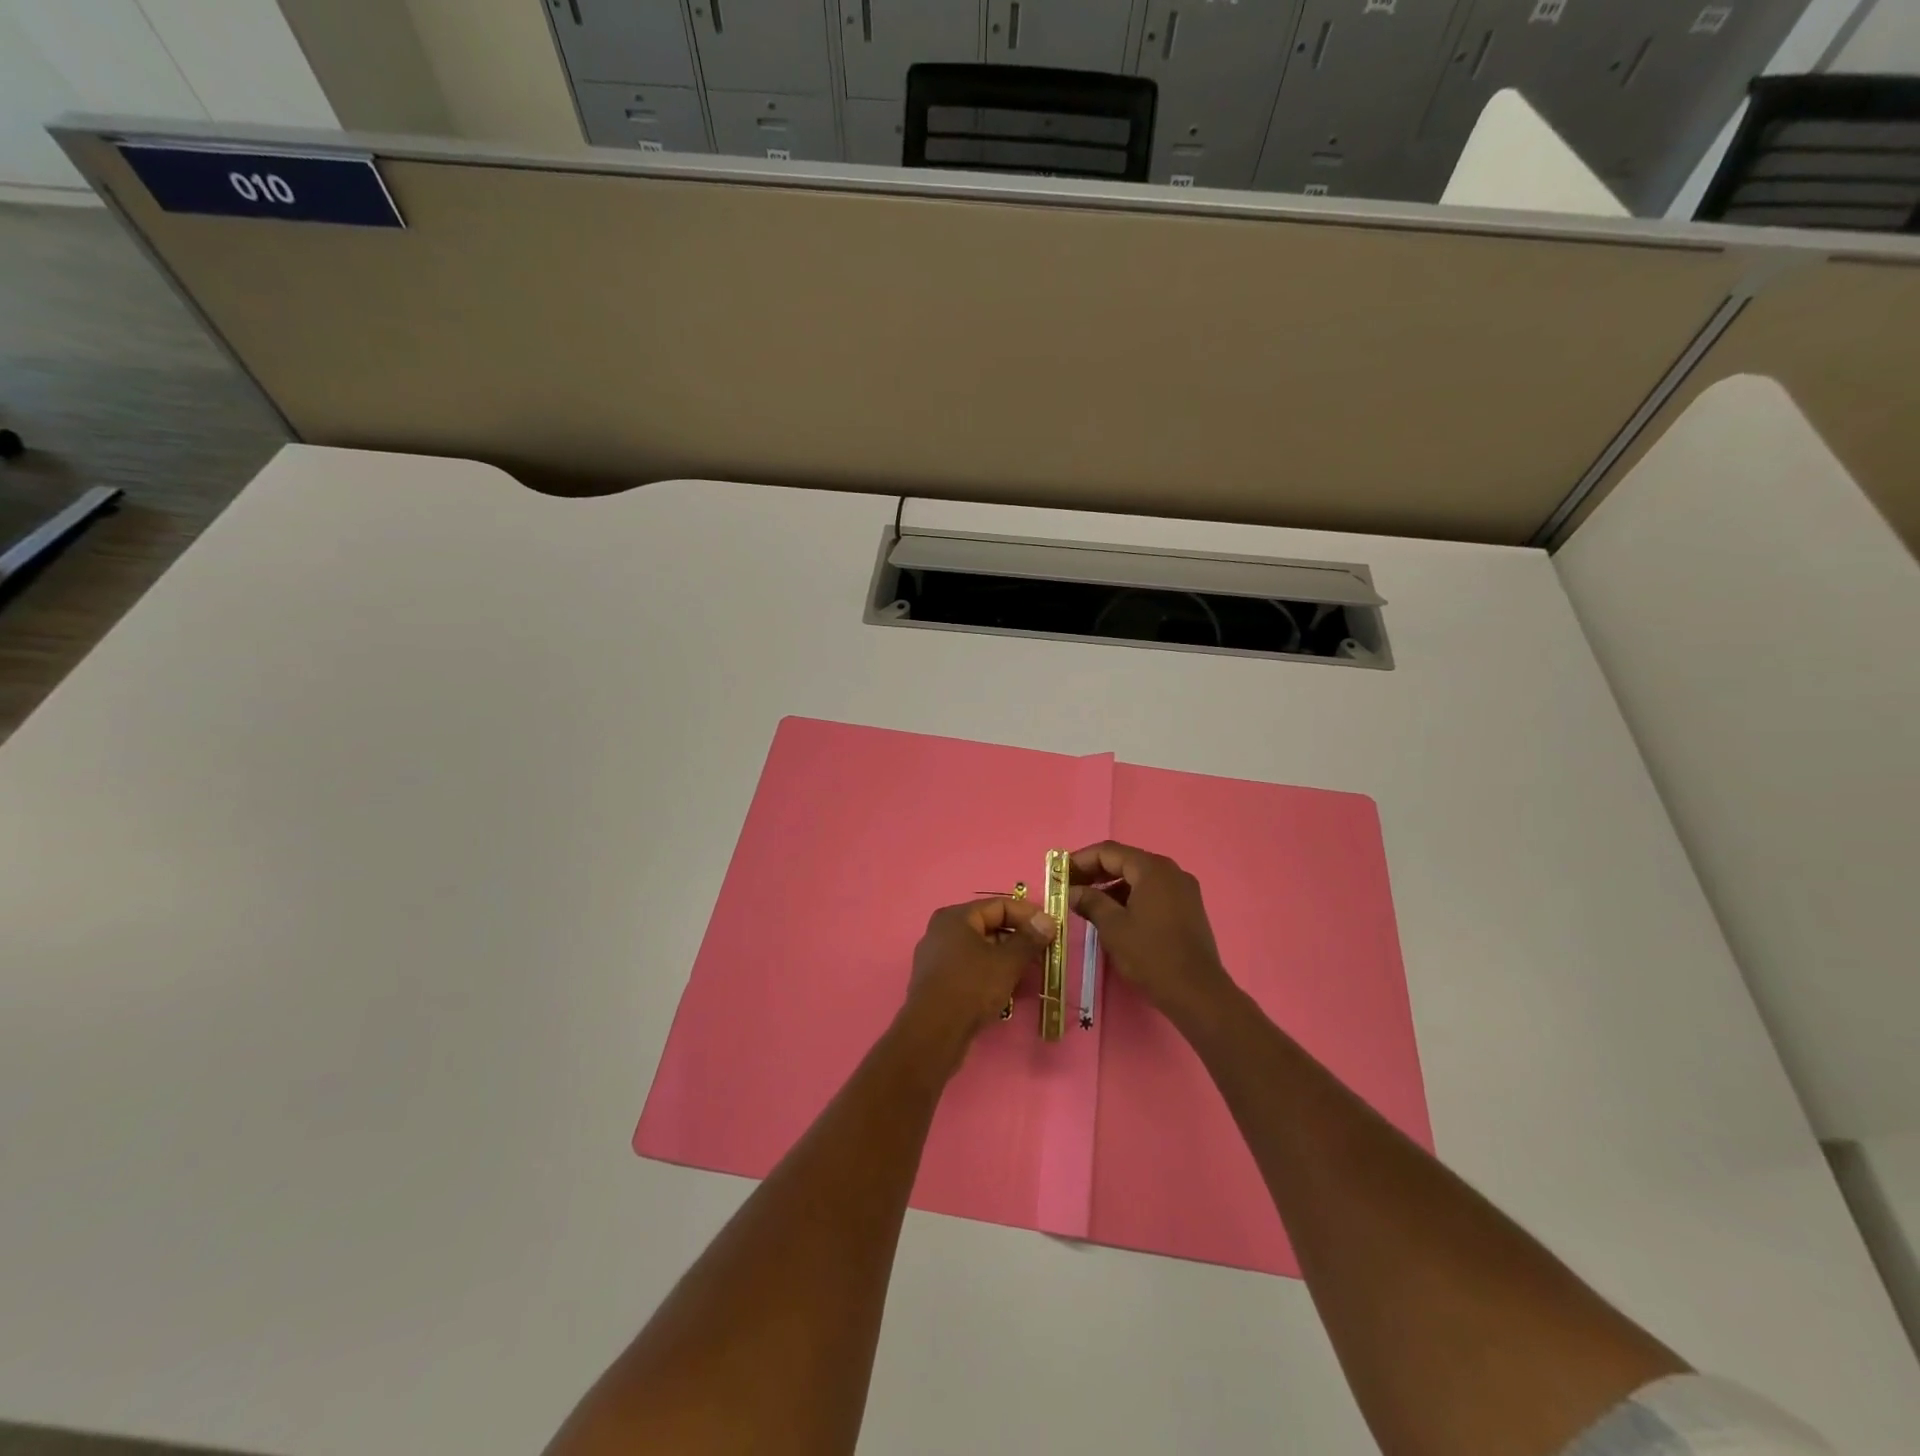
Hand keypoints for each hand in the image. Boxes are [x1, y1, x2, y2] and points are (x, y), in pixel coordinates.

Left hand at [898, 897, 1056, 1070]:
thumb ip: (1029, 939)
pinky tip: (1008, 987)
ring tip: (1030, 972)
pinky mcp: (937, 981)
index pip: (999, 905)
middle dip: (1019, 938)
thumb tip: (1048, 921)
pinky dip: (991, 972)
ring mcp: (937, 957)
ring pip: (980, 949)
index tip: (1051, 929)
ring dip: (1007, 958)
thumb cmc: (971, 987)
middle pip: (989, 926)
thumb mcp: (1007, 962)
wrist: (933, 1033)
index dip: (1028, 915)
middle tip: (1044, 952)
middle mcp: (942, 931)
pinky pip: (970, 967)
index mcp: (956, 917)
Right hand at [1070, 842, 1234, 1024]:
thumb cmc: (1151, 955)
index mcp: (1152, 869)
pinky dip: (1130, 897)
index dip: (1080, 860)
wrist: (1197, 993)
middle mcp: (1170, 871)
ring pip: (1139, 878)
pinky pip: (1153, 892)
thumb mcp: (1113, 927)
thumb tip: (1072, 891)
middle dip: (1095, 872)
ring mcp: (1183, 889)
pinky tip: (1114, 914)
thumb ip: (1090, 902)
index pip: (1108, 851)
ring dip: (1112, 886)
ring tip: (1087, 903)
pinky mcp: (1188, 908)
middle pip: (1125, 861)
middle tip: (1069, 888)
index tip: (1059, 874)